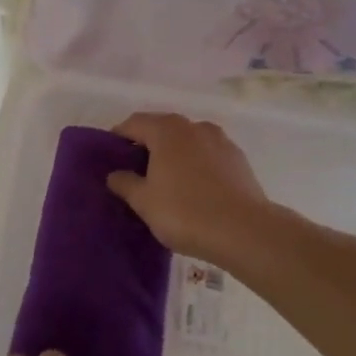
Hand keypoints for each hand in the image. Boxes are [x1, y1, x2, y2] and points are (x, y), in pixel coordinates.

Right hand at [107, 111, 275, 267]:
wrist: (245, 232)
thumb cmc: (185, 211)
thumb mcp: (144, 201)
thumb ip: (125, 183)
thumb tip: (115, 174)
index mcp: (167, 130)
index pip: (134, 123)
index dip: (118, 136)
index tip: (110, 154)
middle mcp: (194, 127)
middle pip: (163, 128)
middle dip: (147, 144)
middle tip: (134, 169)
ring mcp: (221, 141)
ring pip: (188, 141)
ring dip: (174, 153)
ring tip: (165, 179)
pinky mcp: (239, 160)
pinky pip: (208, 155)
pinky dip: (196, 164)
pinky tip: (193, 188)